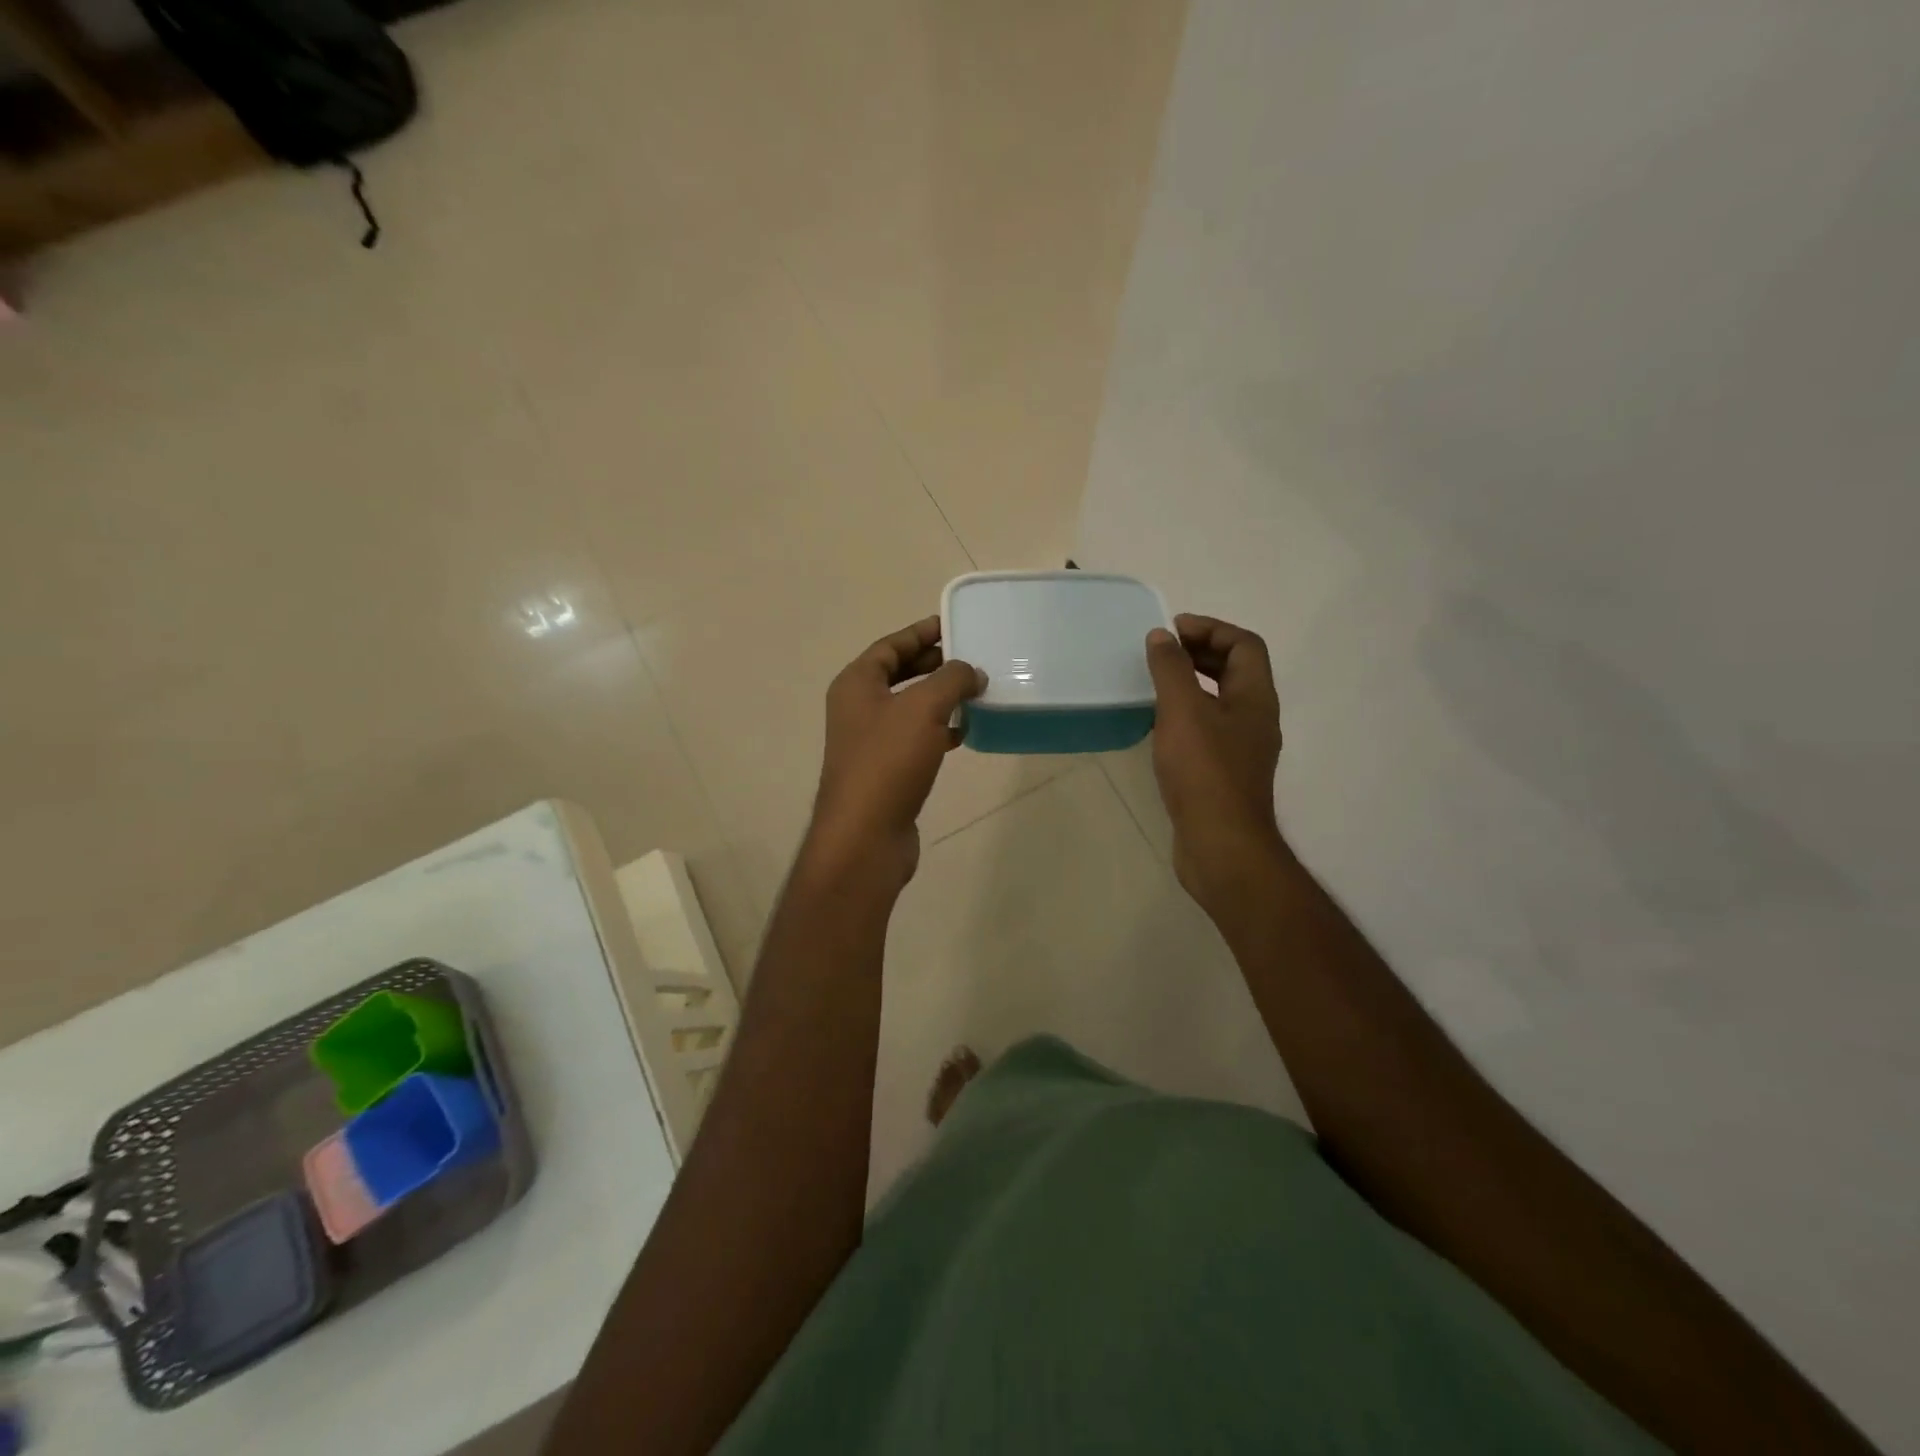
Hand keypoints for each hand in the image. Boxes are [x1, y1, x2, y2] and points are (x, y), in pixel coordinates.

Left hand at [805, 616, 984, 893]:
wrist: (866, 835)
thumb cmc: (888, 761)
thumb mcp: (923, 708)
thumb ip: (951, 680)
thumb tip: (971, 672)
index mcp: (856, 684)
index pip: (890, 646)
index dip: (920, 632)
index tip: (953, 624)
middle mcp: (858, 708)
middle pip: (898, 674)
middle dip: (933, 664)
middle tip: (970, 657)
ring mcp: (870, 742)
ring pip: (909, 707)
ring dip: (939, 698)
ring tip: (975, 691)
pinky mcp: (886, 771)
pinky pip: (915, 738)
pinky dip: (939, 730)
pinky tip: (964, 732)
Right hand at [1145, 614, 1287, 917]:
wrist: (1221, 844)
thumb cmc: (1204, 772)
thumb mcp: (1183, 712)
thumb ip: (1171, 669)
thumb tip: (1162, 636)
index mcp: (1255, 698)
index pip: (1245, 645)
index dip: (1211, 629)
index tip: (1172, 631)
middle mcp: (1256, 719)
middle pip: (1236, 670)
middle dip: (1201, 653)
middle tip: (1162, 651)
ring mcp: (1242, 749)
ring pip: (1222, 701)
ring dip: (1193, 684)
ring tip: (1157, 683)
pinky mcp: (1225, 774)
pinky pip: (1209, 729)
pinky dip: (1187, 715)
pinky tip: (1160, 726)